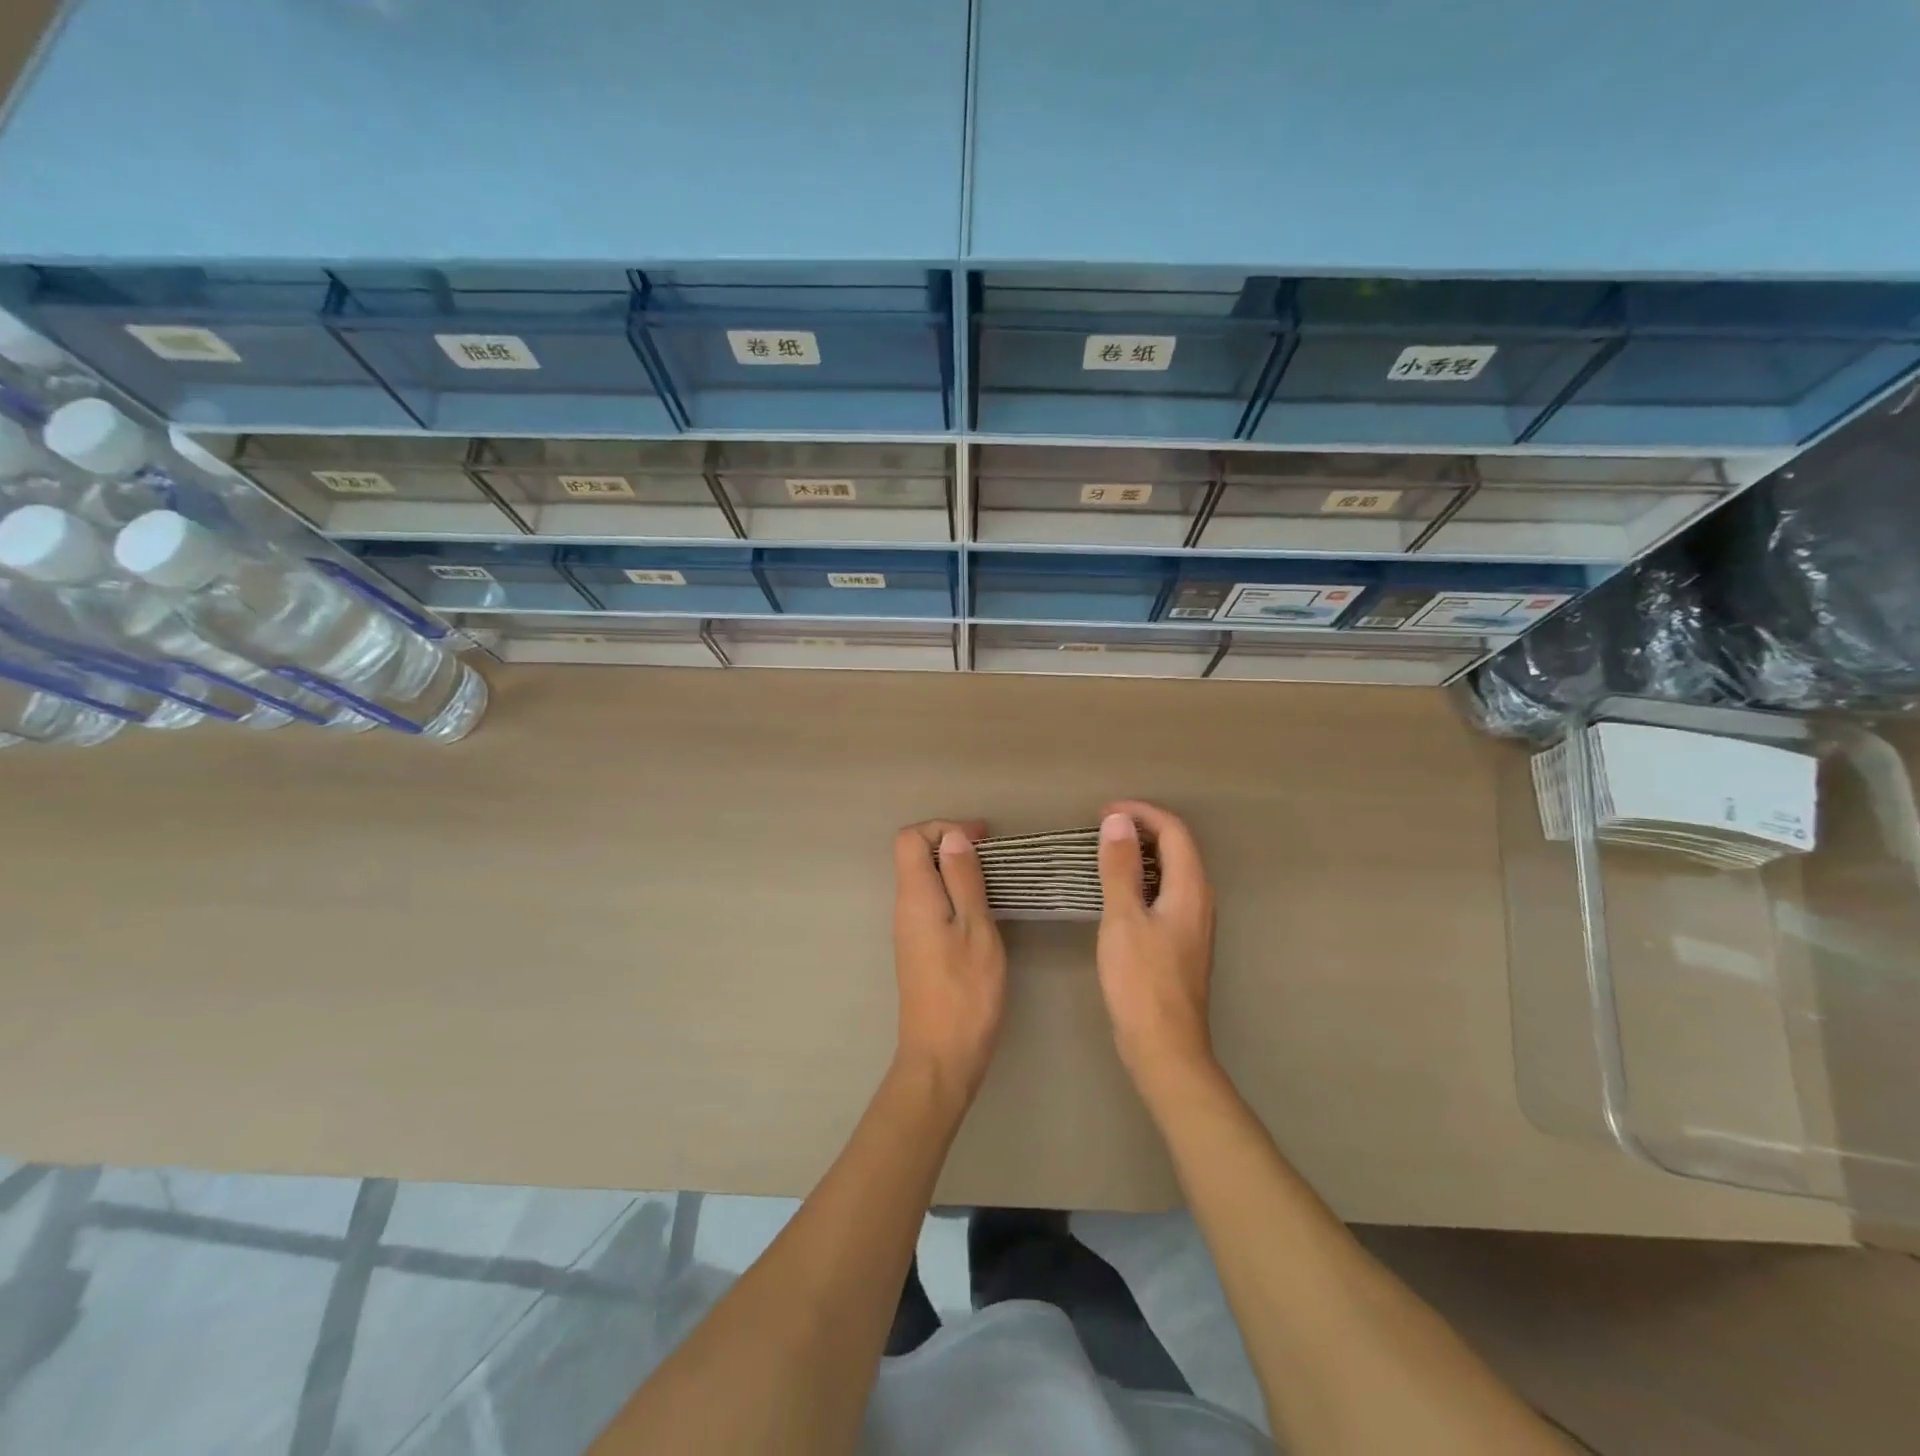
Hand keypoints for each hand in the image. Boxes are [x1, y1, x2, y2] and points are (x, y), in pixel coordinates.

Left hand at [892, 819, 1007, 1103]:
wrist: (941, 1056)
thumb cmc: (966, 992)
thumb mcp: (976, 929)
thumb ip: (963, 880)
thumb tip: (952, 837)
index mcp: (915, 897)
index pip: (910, 838)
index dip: (943, 828)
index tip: (982, 839)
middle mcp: (904, 908)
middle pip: (915, 856)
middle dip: (952, 844)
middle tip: (992, 856)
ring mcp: (909, 930)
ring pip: (924, 879)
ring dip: (955, 870)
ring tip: (993, 880)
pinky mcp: (919, 948)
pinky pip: (930, 903)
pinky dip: (954, 893)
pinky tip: (981, 910)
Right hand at [1096, 801, 1217, 1081]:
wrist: (1164, 1046)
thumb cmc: (1142, 980)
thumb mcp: (1123, 919)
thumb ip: (1120, 868)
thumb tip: (1118, 821)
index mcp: (1190, 889)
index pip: (1174, 831)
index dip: (1142, 813)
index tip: (1104, 811)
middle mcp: (1199, 901)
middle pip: (1178, 848)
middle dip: (1143, 828)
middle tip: (1102, 826)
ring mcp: (1193, 924)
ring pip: (1172, 872)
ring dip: (1142, 854)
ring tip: (1106, 851)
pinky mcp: (1182, 943)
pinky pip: (1165, 894)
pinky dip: (1142, 880)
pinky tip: (1119, 892)